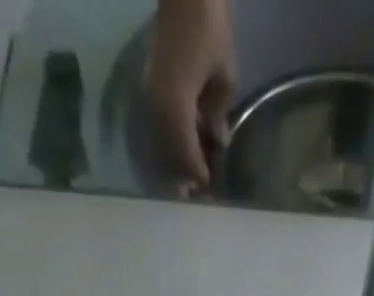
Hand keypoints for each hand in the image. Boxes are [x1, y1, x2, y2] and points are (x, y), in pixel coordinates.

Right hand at [146, 0, 235, 191]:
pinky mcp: (149, 87)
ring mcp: (150, 97)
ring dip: (176, 159)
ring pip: (162, 143)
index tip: (208, 186)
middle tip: (198, 191)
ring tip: (191, 174)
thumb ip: (218, 113)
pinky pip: (160, 125)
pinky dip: (173, 140)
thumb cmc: (209, 28)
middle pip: (169, 154)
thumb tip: (217, 141)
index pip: (186, 155)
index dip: (197, 173)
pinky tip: (186, 145)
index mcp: (176, 108)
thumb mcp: (223, 75)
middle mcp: (157, 108)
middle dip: (184, 174)